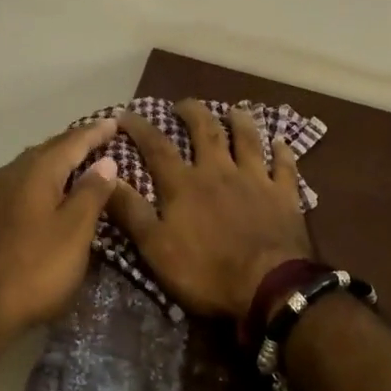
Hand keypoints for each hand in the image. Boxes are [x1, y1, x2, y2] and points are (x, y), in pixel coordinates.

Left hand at [0, 118, 120, 345]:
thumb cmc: (33, 268)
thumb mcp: (74, 232)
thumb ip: (91, 193)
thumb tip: (105, 161)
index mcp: (36, 169)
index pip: (73, 141)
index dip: (96, 132)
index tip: (115, 122)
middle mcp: (11, 172)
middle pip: (49, 150)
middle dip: (75, 144)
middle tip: (100, 141)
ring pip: (31, 168)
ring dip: (56, 164)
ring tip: (78, 166)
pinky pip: (20, 186)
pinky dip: (41, 183)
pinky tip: (48, 197)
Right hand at [109, 100, 315, 320]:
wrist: (268, 287)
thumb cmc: (206, 271)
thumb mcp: (156, 247)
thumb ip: (130, 211)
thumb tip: (105, 175)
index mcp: (185, 184)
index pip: (157, 147)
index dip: (140, 128)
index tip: (126, 114)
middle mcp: (219, 171)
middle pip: (206, 131)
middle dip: (193, 113)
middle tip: (184, 104)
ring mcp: (255, 180)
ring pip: (247, 140)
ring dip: (240, 122)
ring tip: (234, 110)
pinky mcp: (284, 195)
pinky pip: (285, 167)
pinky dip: (283, 152)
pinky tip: (282, 142)